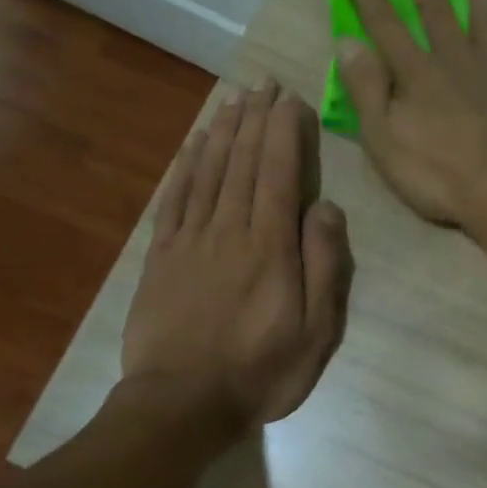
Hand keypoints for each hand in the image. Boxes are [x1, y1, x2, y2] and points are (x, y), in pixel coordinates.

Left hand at [123, 83, 352, 425]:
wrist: (180, 404)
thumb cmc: (259, 371)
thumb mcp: (316, 331)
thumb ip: (324, 266)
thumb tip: (325, 208)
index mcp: (270, 247)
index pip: (278, 173)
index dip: (284, 131)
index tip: (289, 99)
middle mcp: (229, 230)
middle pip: (242, 162)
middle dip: (255, 118)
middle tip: (263, 83)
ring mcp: (189, 240)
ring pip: (209, 171)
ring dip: (223, 131)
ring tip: (234, 99)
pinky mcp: (161, 256)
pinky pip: (175, 198)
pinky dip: (186, 165)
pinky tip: (194, 144)